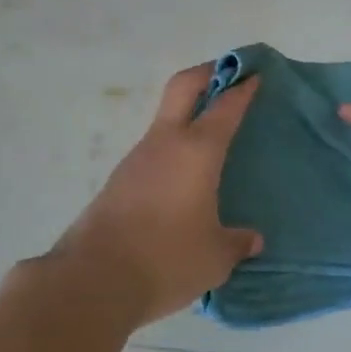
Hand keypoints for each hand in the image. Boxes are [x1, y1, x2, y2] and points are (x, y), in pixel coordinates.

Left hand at [46, 63, 263, 327]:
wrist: (94, 279)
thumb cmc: (167, 259)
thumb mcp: (215, 256)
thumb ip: (237, 243)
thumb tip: (252, 240)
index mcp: (197, 150)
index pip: (225, 106)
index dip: (243, 88)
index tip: (256, 75)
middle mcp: (165, 143)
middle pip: (183, 86)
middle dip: (207, 72)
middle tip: (229, 75)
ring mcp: (137, 159)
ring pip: (165, 119)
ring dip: (187, 114)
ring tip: (211, 137)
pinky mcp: (119, 180)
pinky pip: (153, 151)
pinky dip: (172, 148)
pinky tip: (184, 179)